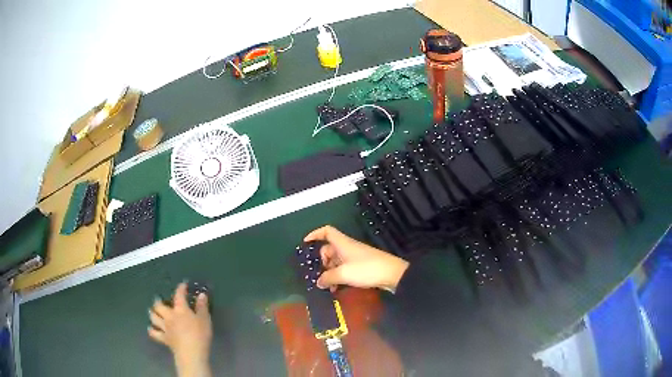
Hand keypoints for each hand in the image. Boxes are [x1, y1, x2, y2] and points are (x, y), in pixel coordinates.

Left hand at [148, 283, 212, 376]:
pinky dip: (152, 330)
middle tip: (159, 299)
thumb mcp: (205, 320)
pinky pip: (154, 333)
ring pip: (153, 317)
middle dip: (158, 301)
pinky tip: (152, 329)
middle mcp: (169, 316)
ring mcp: (165, 327)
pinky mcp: (163, 338)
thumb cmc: (200, 335)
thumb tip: (201, 295)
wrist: (191, 352)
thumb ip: (202, 307)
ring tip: (152, 311)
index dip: (180, 288)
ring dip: (152, 313)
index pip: (179, 295)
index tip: (183, 285)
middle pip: (159, 305)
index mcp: (180, 309)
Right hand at [304, 226, 409, 292]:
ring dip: (330, 273)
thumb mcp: (343, 274)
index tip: (305, 243)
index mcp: (342, 243)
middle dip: (322, 262)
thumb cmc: (366, 269)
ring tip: (329, 287)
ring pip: (336, 261)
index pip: (326, 231)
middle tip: (320, 275)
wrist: (392, 274)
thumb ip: (328, 277)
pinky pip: (344, 268)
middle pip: (329, 249)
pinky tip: (338, 288)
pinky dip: (339, 276)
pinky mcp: (361, 266)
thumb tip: (318, 282)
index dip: (315, 234)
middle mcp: (347, 248)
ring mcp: (355, 257)